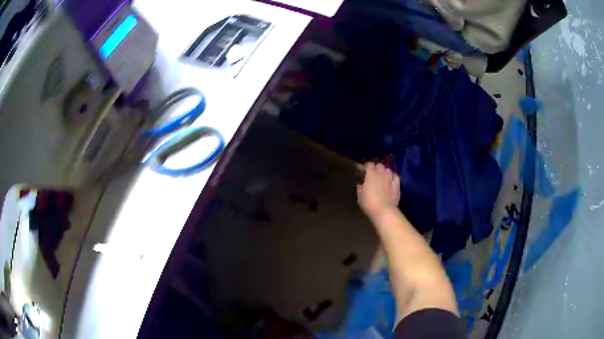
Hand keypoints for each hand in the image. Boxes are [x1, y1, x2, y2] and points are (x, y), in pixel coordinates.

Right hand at [357, 162, 400, 219]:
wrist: (384, 211)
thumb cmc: (369, 204)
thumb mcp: (360, 196)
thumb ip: (360, 188)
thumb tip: (360, 184)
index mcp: (371, 175)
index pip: (369, 164)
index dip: (367, 167)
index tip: (364, 171)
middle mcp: (381, 174)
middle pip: (380, 165)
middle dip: (376, 168)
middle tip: (373, 175)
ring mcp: (390, 179)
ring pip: (388, 170)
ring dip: (385, 172)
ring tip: (383, 177)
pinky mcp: (397, 185)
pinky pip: (396, 176)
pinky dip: (393, 177)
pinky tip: (391, 181)